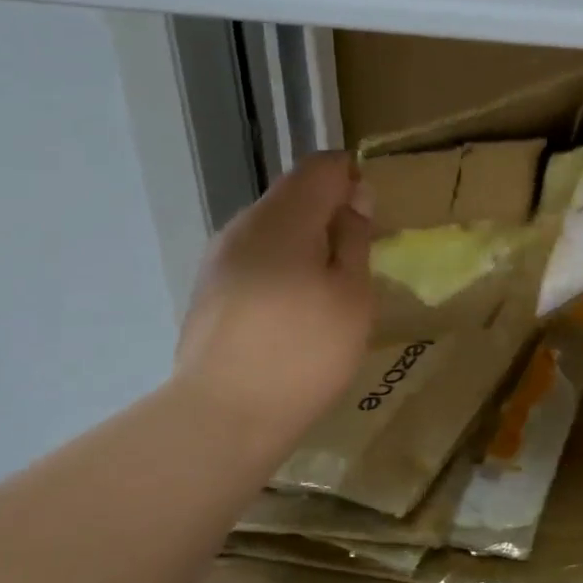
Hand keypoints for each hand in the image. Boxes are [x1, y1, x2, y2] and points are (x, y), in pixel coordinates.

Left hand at [173, 152, 373, 451]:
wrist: (224, 415)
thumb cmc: (305, 351)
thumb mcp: (353, 295)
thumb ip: (354, 239)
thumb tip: (353, 200)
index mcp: (283, 219)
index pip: (321, 167)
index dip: (352, 178)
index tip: (372, 216)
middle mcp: (243, 226)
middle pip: (293, 194)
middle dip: (329, 212)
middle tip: (358, 257)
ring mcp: (219, 257)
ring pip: (273, 226)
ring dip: (306, 240)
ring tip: (329, 287)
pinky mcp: (209, 287)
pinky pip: (255, 255)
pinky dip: (283, 264)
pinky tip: (294, 307)